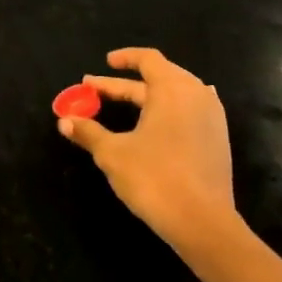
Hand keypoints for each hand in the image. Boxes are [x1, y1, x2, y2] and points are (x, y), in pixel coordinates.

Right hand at [59, 48, 241, 256]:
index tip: (105, 62)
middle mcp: (196, 97)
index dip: (125, 57)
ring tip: (124, 102)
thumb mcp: (112, 153)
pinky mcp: (217, 142)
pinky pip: (189, 112)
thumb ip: (89, 133)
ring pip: (176, 95)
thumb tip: (64, 121)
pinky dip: (166, 111)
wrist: (203, 224)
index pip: (149, 59)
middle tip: (96, 89)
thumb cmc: (154, 178)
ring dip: (147, 96)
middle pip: (160, 76)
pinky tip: (154, 124)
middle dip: (126, 83)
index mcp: (172, 90)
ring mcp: (212, 120)